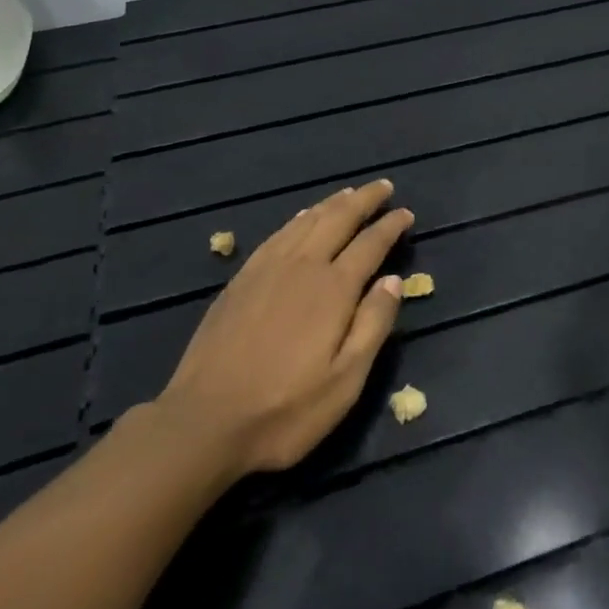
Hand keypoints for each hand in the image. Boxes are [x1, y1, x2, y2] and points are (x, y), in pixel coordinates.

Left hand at [155, 180, 412, 476]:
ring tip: (351, 193)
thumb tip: (394, 280)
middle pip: (339, 218)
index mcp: (333, 289)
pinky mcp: (242, 278)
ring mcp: (268, 268)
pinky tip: (304, 216)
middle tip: (384, 186)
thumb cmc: (284, 410)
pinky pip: (279, 232)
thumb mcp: (345, 382)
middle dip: (365, 199)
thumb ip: (373, 325)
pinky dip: (300, 217)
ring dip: (334, 203)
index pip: (370, 244)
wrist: (202, 422)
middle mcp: (303, 265)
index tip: (406, 213)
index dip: (390, 226)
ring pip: (308, 220)